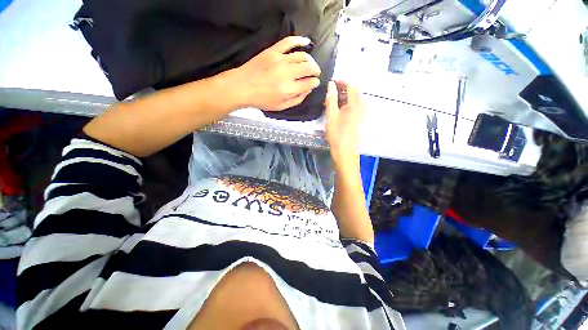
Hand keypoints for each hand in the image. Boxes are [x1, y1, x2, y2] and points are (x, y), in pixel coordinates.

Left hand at [227, 36, 321, 110]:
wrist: (242, 87)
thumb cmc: (262, 100)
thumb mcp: (281, 107)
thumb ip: (297, 100)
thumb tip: (308, 90)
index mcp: (289, 89)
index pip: (309, 83)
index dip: (315, 83)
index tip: (315, 83)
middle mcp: (287, 73)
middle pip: (309, 67)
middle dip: (316, 71)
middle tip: (316, 73)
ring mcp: (280, 59)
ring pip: (302, 56)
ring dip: (310, 60)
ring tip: (310, 64)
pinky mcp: (273, 51)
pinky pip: (289, 41)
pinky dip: (299, 40)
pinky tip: (306, 42)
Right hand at [325, 80, 365, 164]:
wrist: (345, 151)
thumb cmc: (337, 134)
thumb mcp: (331, 115)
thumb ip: (331, 98)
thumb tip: (331, 84)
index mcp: (355, 103)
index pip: (351, 85)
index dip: (341, 81)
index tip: (331, 83)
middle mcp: (361, 106)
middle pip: (354, 91)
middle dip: (342, 89)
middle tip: (329, 93)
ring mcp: (361, 112)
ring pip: (353, 98)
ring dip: (343, 96)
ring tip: (331, 101)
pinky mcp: (359, 118)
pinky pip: (353, 105)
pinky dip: (345, 104)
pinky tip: (337, 109)